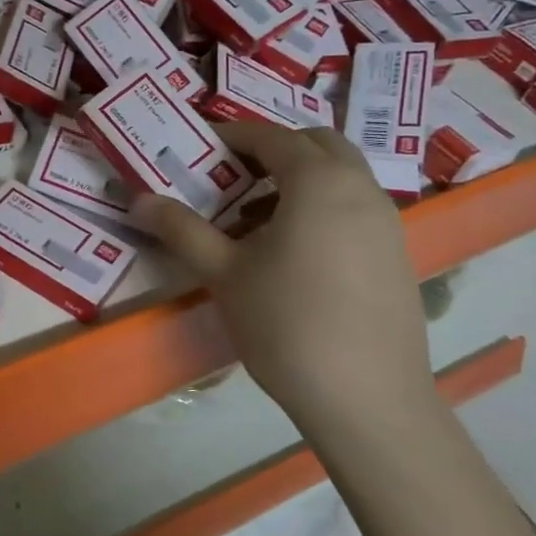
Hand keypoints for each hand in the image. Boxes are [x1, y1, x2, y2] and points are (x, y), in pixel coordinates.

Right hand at [132, 120, 440, 439]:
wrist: (366, 399)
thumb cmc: (287, 325)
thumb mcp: (224, 273)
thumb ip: (182, 230)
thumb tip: (138, 201)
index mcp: (319, 182)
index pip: (272, 136)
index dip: (233, 135)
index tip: (201, 148)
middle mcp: (360, 188)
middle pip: (316, 144)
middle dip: (272, 150)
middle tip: (232, 178)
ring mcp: (387, 222)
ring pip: (340, 176)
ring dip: (298, 180)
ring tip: (255, 220)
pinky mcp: (397, 254)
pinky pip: (355, 207)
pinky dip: (322, 207)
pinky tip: (293, 254)